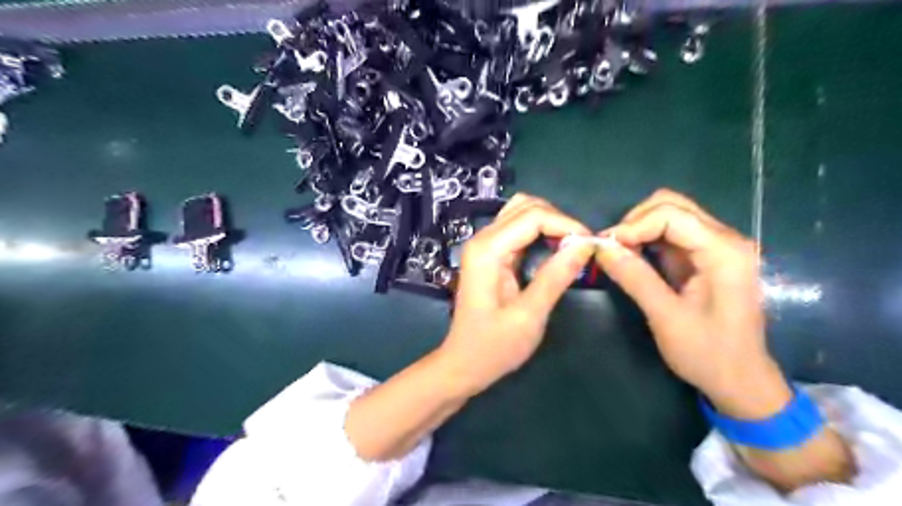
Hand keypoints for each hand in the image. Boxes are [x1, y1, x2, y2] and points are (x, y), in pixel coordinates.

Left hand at [441, 193, 596, 394]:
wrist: (463, 363)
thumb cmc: (494, 347)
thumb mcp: (529, 315)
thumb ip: (555, 276)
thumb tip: (585, 244)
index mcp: (487, 250)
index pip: (533, 216)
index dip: (566, 224)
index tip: (591, 244)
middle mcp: (482, 239)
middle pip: (526, 206)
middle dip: (559, 220)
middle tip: (583, 246)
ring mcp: (484, 245)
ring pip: (521, 213)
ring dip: (550, 222)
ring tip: (572, 246)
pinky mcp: (490, 254)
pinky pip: (518, 229)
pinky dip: (540, 231)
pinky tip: (555, 248)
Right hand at [597, 189, 791, 419]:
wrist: (741, 381)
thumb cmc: (708, 353)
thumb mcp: (666, 317)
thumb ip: (635, 278)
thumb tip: (601, 248)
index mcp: (724, 252)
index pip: (671, 215)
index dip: (633, 225)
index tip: (605, 247)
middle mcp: (725, 240)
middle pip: (672, 206)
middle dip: (635, 221)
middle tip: (611, 248)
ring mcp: (716, 247)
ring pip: (670, 216)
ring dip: (639, 229)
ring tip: (617, 253)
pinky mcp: (706, 258)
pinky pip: (671, 235)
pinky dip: (646, 240)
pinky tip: (631, 258)